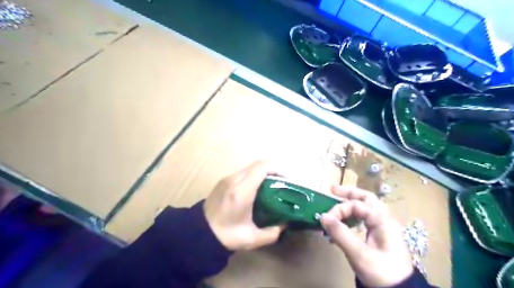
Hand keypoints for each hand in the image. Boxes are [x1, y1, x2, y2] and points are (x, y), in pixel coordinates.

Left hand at [203, 161, 282, 250]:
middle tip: (280, 184)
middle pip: (258, 164)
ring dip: (262, 173)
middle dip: (272, 171)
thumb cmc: (226, 235)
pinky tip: (255, 190)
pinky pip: (242, 173)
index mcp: (242, 191)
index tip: (286, 180)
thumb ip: (272, 233)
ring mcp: (227, 179)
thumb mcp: (252, 239)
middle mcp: (234, 180)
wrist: (199, 233)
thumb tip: (284, 224)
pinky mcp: (223, 181)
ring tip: (269, 187)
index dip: (277, 169)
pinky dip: (253, 176)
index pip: (262, 167)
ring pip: (250, 168)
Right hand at [320, 185, 411, 286]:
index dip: (339, 210)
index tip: (325, 220)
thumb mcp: (359, 254)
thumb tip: (322, 216)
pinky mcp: (380, 236)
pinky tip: (345, 220)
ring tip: (337, 199)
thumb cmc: (382, 273)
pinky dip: (354, 215)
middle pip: (366, 198)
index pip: (356, 205)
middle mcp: (384, 219)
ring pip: (367, 207)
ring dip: (351, 202)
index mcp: (382, 220)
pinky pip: (365, 218)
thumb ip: (340, 233)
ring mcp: (383, 227)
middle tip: (332, 190)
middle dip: (349, 193)